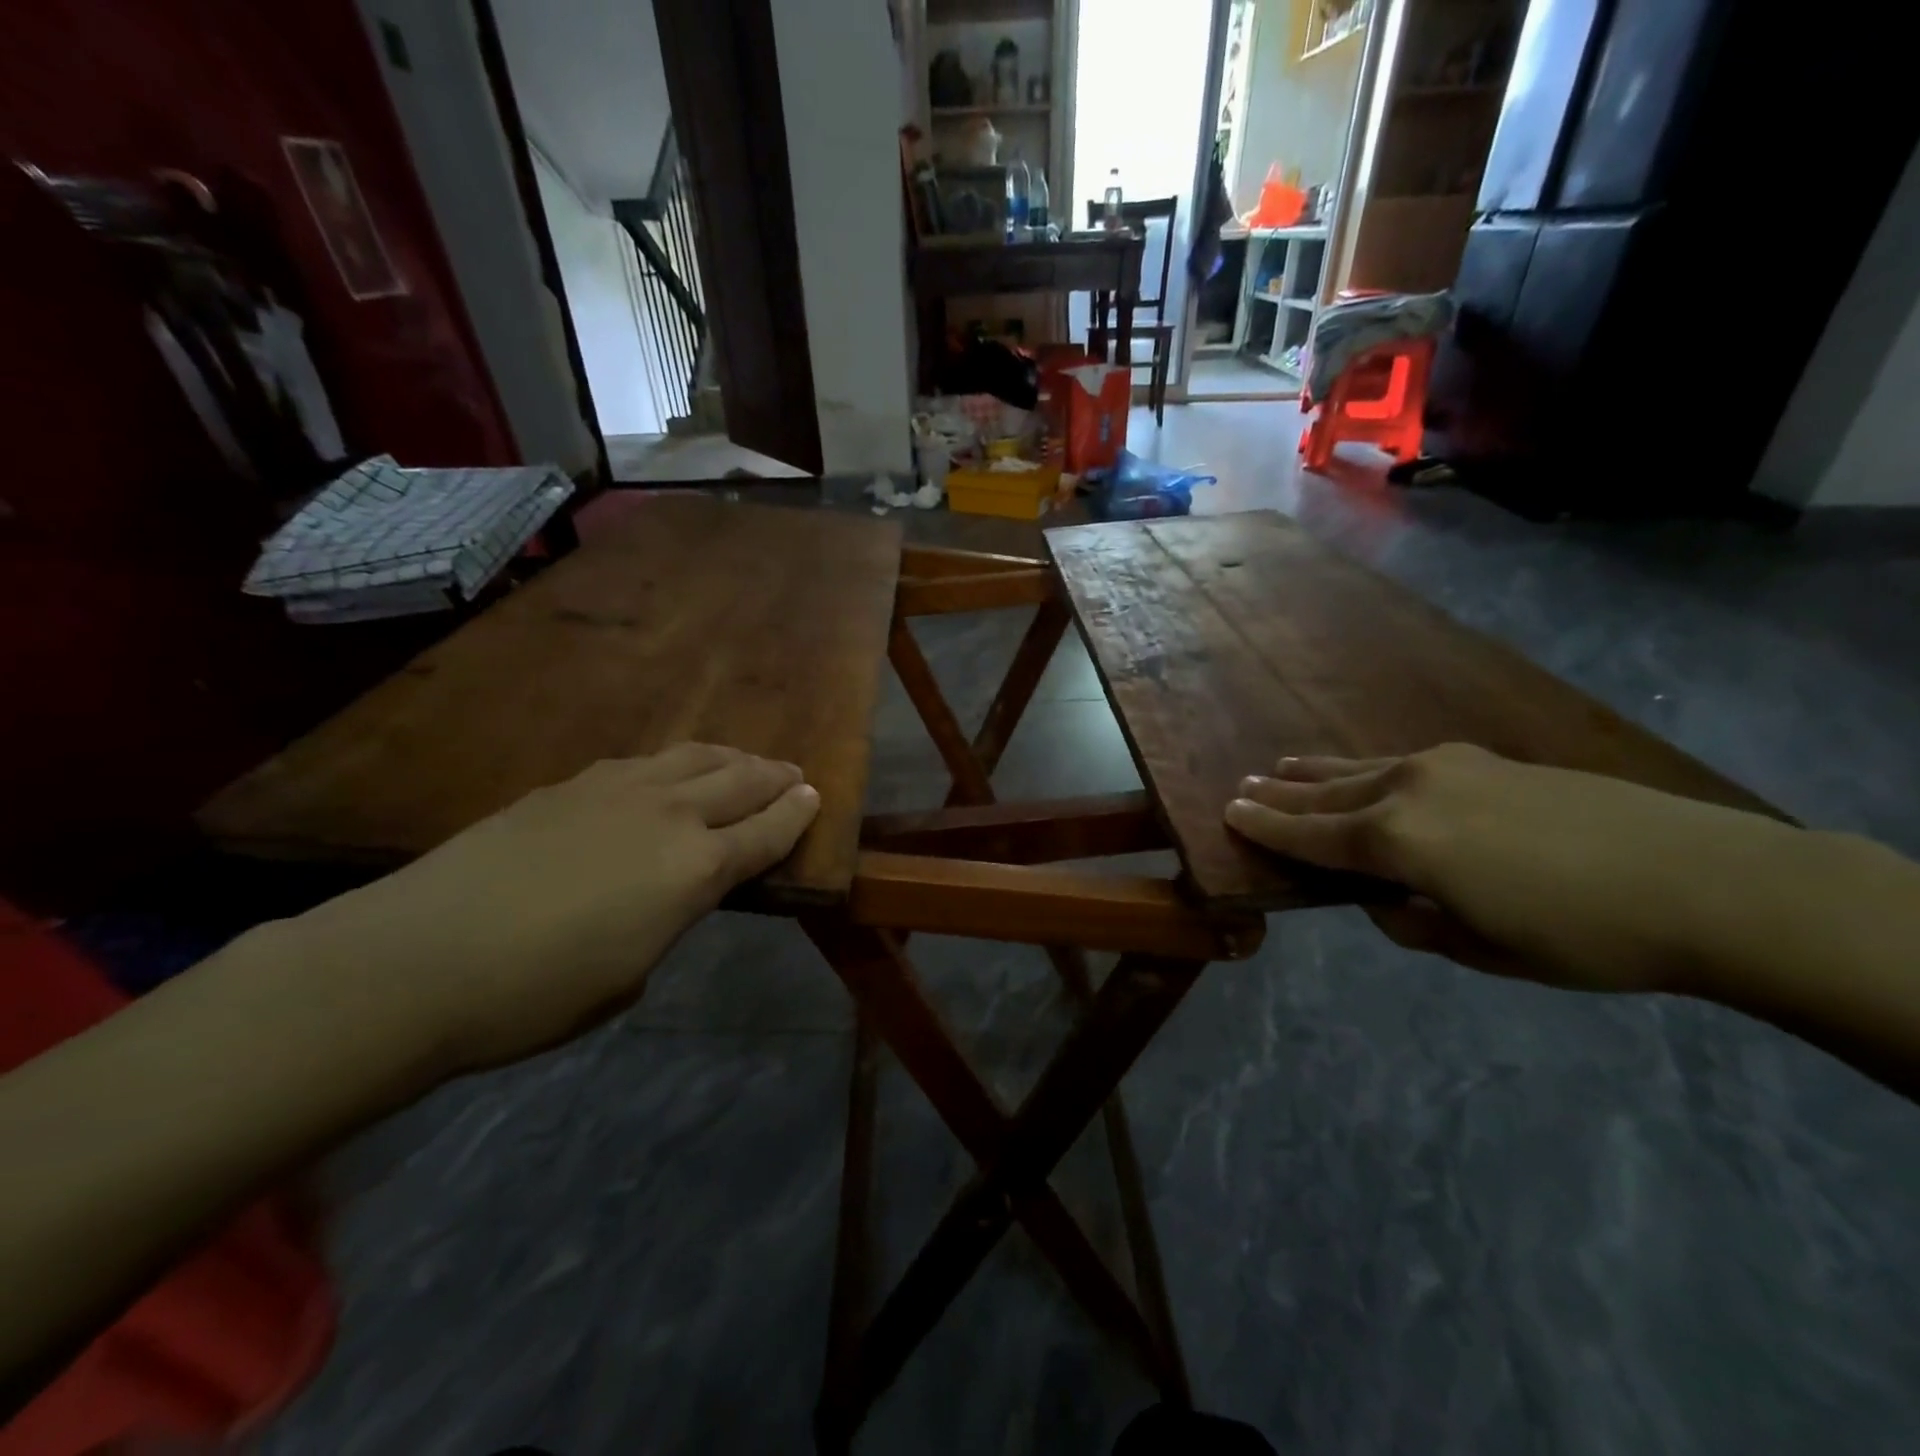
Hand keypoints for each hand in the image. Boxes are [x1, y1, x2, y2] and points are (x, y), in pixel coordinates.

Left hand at [290, 743, 818, 1075]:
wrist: (415, 959)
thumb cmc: (536, 994)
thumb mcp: (629, 976)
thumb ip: (666, 923)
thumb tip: (668, 899)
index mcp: (695, 869)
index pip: (766, 832)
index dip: (797, 815)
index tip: (816, 798)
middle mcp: (669, 815)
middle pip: (740, 780)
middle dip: (774, 777)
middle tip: (794, 775)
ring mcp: (616, 790)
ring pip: (693, 757)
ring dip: (729, 757)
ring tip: (743, 761)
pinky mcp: (569, 785)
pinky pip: (643, 762)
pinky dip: (673, 764)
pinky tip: (666, 773)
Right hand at [1224, 743, 1808, 994]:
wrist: (1703, 879)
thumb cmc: (1581, 935)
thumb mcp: (1484, 950)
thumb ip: (1418, 923)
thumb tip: (1390, 902)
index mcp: (1398, 842)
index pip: (1312, 836)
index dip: (1267, 828)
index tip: (1229, 813)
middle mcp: (1408, 792)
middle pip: (1328, 795)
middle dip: (1282, 795)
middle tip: (1243, 788)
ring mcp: (1446, 768)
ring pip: (1361, 769)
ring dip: (1318, 773)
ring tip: (1282, 767)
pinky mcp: (1483, 761)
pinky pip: (1400, 763)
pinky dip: (1365, 768)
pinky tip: (1363, 771)